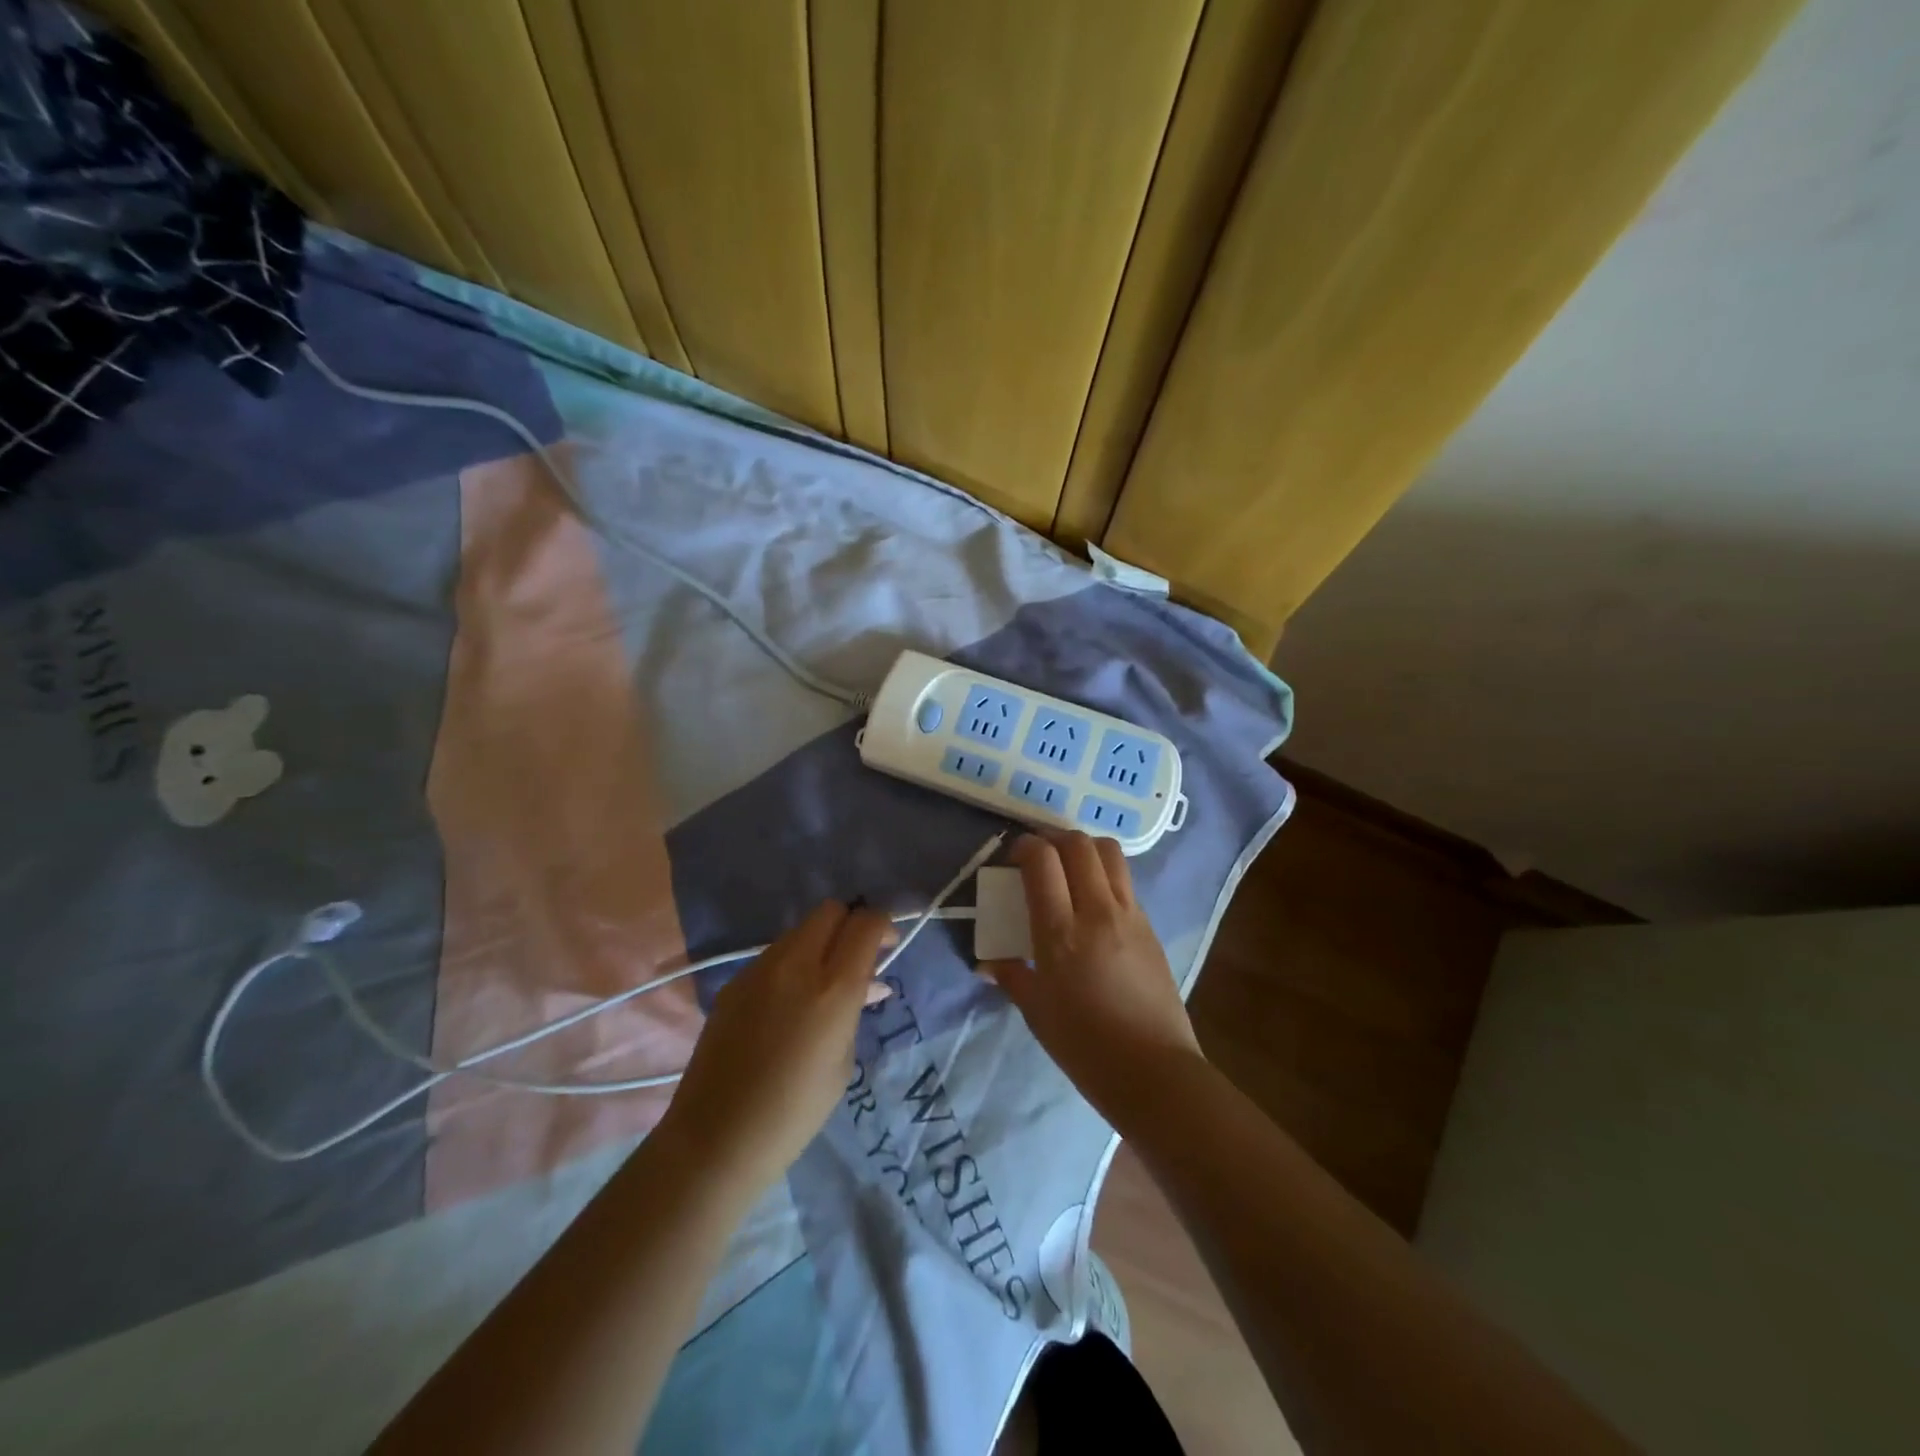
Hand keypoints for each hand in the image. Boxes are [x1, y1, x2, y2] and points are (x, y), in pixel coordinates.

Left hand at [660, 900, 893, 1192]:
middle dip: (850, 924)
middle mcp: (795, 964)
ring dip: (820, 943)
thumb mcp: (843, 1062)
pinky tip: (791, 1002)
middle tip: (859, 957)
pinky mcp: (733, 981)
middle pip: (830, 911)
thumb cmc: (795, 1112)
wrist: (716, 1138)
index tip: (888, 945)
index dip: (882, 925)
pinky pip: (774, 956)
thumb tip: (867, 984)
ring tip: (825, 983)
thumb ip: (854, 1010)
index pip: (865, 923)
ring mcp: (758, 969)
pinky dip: (792, 964)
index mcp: (832, 988)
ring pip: (800, 930)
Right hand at [980, 832, 1203, 1130]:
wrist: (1153, 1071)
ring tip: (1068, 866)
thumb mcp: (1037, 1011)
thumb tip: (987, 963)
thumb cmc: (1084, 1046)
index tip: (1013, 857)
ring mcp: (1129, 915)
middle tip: (1038, 855)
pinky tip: (1093, 898)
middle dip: (1053, 838)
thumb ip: (1011, 976)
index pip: (1043, 860)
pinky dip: (1104, 872)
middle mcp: (1097, 911)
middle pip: (1079, 844)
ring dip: (1084, 848)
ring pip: (1110, 852)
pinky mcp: (1149, 925)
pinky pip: (1125, 880)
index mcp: (1061, 932)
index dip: (1025, 847)